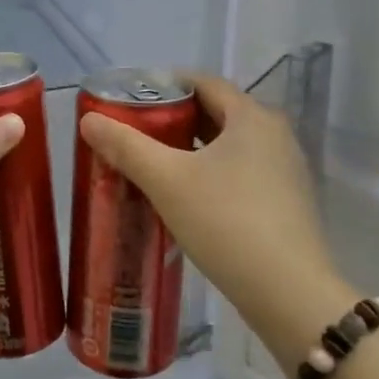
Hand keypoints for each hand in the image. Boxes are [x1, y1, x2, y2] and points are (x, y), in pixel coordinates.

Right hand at [78, 72, 353, 351]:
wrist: (289, 295)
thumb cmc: (226, 222)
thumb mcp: (166, 181)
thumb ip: (126, 146)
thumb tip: (88, 119)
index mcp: (251, 117)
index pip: (203, 83)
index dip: (165, 86)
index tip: (131, 99)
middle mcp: (275, 136)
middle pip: (216, 113)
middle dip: (173, 120)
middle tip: (134, 133)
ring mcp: (285, 172)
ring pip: (228, 147)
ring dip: (191, 150)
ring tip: (152, 164)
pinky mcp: (286, 204)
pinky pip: (241, 174)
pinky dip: (211, 174)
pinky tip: (185, 197)